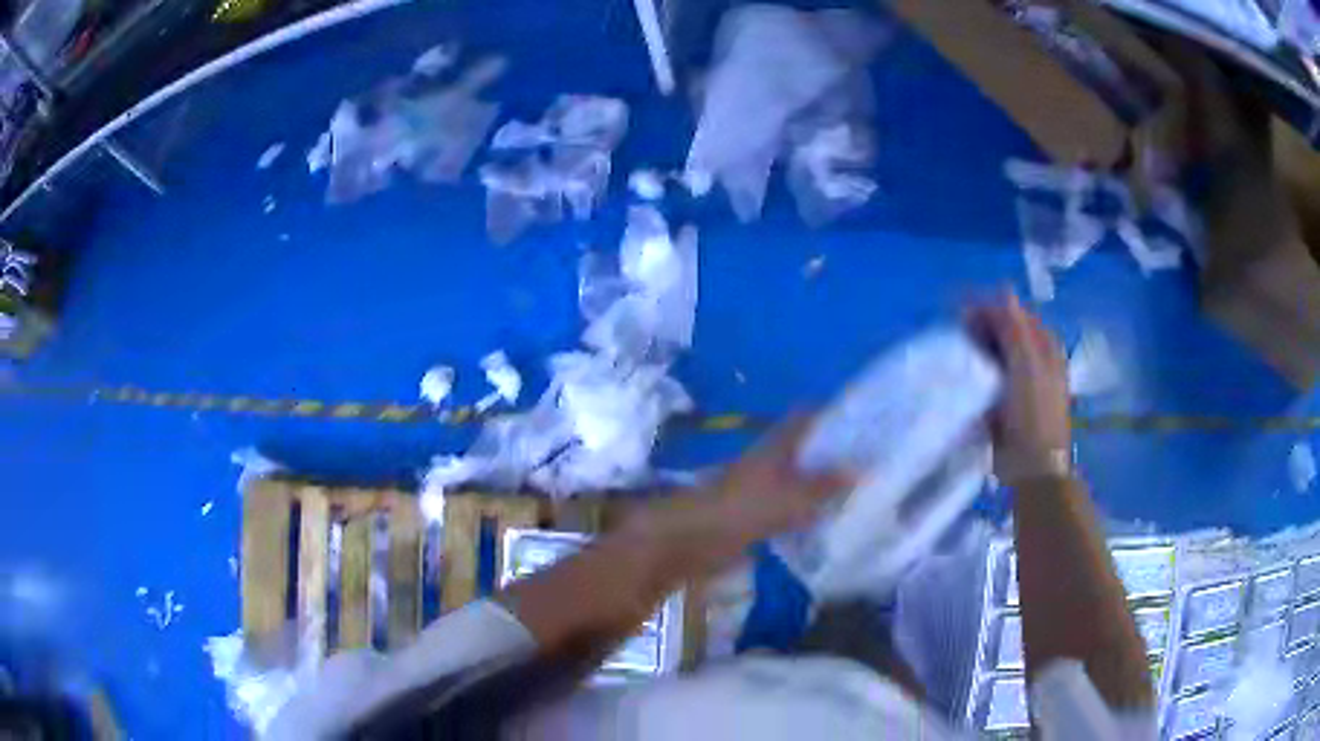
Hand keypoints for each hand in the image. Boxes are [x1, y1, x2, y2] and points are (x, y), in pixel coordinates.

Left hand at [707, 415, 852, 543]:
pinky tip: (828, 525)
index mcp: (776, 446)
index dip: (830, 415)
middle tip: (869, 462)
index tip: (862, 420)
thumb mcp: (791, 496)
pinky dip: (807, 514)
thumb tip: (862, 469)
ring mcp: (761, 489)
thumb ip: (825, 485)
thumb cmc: (744, 508)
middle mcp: (769, 461)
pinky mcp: (755, 516)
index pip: (805, 419)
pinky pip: (789, 511)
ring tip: (858, 493)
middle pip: (805, 451)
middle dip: (833, 455)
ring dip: (822, 487)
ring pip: (799, 481)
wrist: (697, 539)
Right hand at [966, 292, 1071, 483]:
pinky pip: (989, 380)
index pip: (1015, 315)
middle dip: (981, 330)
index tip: (962, 315)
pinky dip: (976, 376)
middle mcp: (1035, 360)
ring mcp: (1022, 383)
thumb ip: (1014, 328)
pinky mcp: (1007, 404)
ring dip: (977, 352)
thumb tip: (1004, 290)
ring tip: (956, 357)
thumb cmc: (1033, 413)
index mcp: (1045, 347)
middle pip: (1005, 333)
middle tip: (957, 337)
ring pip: (995, 355)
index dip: (991, 310)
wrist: (1032, 468)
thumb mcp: (1026, 365)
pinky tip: (963, 380)